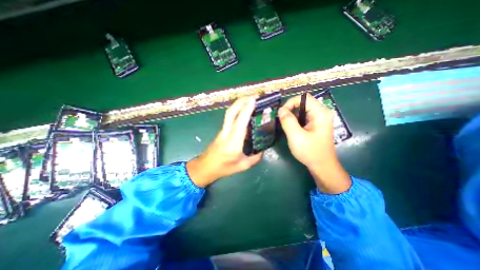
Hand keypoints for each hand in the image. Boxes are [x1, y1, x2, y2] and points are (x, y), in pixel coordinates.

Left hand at [186, 97, 261, 187]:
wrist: (206, 167)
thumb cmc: (224, 168)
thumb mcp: (243, 166)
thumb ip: (255, 157)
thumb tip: (263, 149)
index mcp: (233, 142)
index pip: (240, 122)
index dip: (247, 109)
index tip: (254, 99)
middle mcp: (227, 133)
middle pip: (231, 112)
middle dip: (241, 101)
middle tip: (253, 96)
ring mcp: (223, 130)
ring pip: (229, 113)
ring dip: (239, 104)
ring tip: (249, 100)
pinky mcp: (222, 130)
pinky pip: (229, 117)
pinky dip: (237, 110)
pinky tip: (243, 110)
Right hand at [278, 93, 351, 193]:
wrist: (322, 166)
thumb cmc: (310, 152)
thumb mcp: (296, 136)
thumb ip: (287, 121)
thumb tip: (281, 110)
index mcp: (320, 113)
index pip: (303, 98)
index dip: (290, 103)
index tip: (281, 114)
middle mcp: (322, 113)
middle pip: (303, 103)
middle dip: (290, 109)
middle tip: (281, 119)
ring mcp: (320, 119)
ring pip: (302, 110)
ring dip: (292, 115)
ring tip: (285, 124)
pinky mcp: (316, 124)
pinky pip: (304, 116)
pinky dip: (295, 120)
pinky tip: (291, 128)